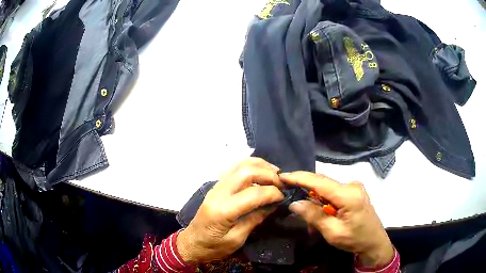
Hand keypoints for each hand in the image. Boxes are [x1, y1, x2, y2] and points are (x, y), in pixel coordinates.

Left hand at [177, 157, 284, 263]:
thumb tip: (274, 204)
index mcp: (223, 210)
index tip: (283, 197)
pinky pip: (234, 169)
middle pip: (246, 171)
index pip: (253, 193)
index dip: (272, 193)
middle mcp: (219, 193)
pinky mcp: (216, 186)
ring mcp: (216, 186)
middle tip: (282, 183)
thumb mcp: (237, 239)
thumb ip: (255, 219)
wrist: (192, 243)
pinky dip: (250, 167)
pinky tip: (260, 174)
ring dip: (260, 166)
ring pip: (239, 165)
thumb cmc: (213, 247)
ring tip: (275, 174)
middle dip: (268, 174)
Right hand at [280, 172, 393, 267]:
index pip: (319, 182)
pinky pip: (334, 193)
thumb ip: (314, 216)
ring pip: (327, 190)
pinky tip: (323, 216)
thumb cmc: (355, 240)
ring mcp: (354, 187)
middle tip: (293, 203)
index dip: (299, 177)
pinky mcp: (354, 192)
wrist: (374, 242)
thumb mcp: (332, 232)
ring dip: (316, 202)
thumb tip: (295, 203)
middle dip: (306, 192)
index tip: (282, 176)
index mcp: (348, 195)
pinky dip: (325, 203)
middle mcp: (352, 185)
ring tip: (312, 222)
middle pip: (322, 184)